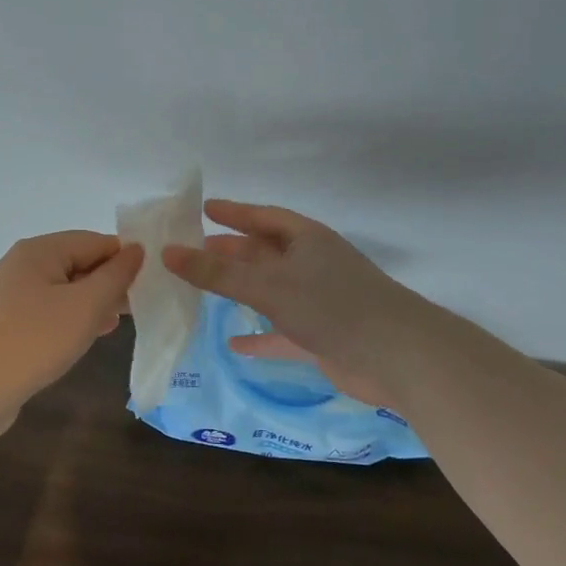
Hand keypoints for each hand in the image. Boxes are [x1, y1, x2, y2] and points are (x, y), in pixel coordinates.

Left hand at [0, 231, 144, 426]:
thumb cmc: (35, 339)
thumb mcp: (86, 305)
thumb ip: (116, 276)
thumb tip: (136, 250)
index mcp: (40, 250)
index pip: (95, 241)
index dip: (125, 258)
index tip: (152, 283)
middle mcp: (23, 265)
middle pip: (79, 263)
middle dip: (110, 282)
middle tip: (140, 306)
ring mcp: (12, 295)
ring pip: (65, 289)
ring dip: (94, 302)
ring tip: (119, 322)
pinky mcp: (8, 323)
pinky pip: (50, 311)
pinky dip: (73, 318)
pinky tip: (91, 335)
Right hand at [161, 200, 445, 409]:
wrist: (398, 357)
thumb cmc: (332, 306)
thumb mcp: (268, 285)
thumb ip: (217, 272)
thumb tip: (167, 252)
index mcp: (307, 240)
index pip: (264, 218)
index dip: (235, 213)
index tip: (204, 209)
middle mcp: (313, 265)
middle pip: (265, 253)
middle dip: (232, 251)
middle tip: (196, 249)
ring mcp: (319, 301)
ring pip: (271, 291)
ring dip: (243, 290)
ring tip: (206, 289)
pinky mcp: (322, 336)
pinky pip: (281, 332)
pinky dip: (259, 336)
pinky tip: (235, 344)